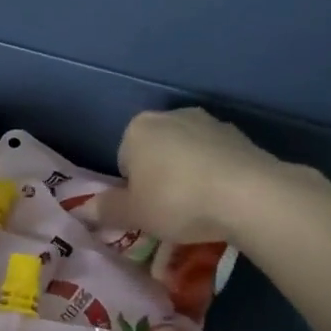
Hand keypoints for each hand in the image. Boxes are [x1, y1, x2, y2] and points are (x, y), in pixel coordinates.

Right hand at [103, 107, 320, 242]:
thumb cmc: (176, 201)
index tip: (145, 211)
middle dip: (159, 179)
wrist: (248, 195)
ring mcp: (210, 123)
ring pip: (188, 155)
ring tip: (199, 212)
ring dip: (188, 177)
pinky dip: (215, 177)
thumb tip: (82, 209)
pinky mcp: (240, 137)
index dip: (132, 189)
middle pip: (156, 153)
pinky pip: (217, 160)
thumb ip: (107, 210)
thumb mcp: (134, 213)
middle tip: (169, 214)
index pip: (123, 160)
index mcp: (138, 128)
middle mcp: (172, 116)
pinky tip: (222, 202)